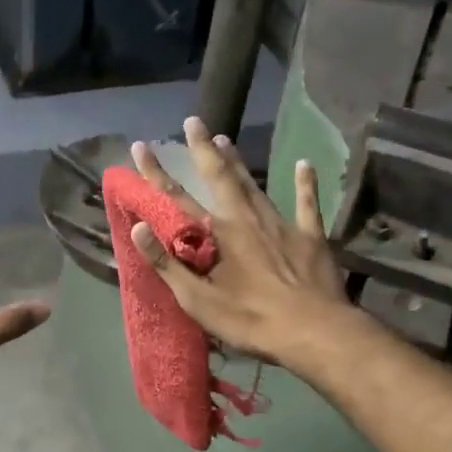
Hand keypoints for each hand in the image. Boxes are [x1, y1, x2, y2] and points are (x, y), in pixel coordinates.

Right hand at [128, 117, 350, 369]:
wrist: (313, 331)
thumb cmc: (250, 320)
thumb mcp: (198, 300)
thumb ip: (167, 264)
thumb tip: (138, 228)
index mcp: (218, 236)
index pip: (178, 198)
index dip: (156, 173)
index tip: (140, 147)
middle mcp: (246, 220)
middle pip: (220, 177)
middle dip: (203, 149)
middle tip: (193, 120)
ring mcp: (281, 225)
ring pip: (254, 185)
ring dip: (238, 161)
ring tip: (226, 138)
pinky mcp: (310, 236)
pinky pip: (306, 204)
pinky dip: (305, 184)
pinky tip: (304, 164)